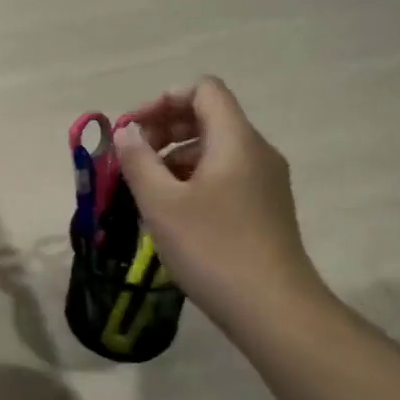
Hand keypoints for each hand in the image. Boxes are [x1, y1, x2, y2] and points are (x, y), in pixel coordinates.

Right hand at [112, 78, 325, 328]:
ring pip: (215, 149)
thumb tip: (126, 132)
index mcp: (236, 140)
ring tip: (147, 191)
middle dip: (165, 129)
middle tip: (133, 159)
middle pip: (209, 116)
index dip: (164, 99)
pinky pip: (225, 175)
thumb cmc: (212, 248)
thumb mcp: (161, 203)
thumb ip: (138, 160)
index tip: (134, 129)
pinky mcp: (265, 208)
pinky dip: (194, 179)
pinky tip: (172, 213)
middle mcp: (257, 152)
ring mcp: (265, 181)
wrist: (273, 309)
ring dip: (175, 157)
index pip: (204, 90)